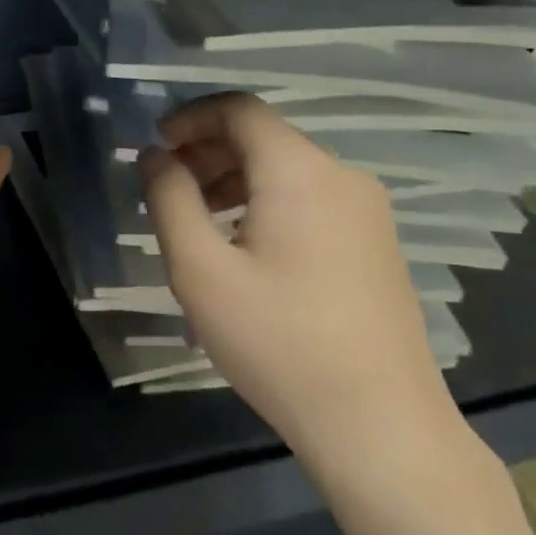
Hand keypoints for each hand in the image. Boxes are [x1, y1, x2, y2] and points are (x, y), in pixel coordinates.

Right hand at [140, 94, 459, 467]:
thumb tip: (155, 156)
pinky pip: (312, 201)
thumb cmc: (278, 341)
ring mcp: (367, 211)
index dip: (191, 117)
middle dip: (208, 151)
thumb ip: (170, 200)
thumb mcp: (201, 270)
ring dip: (235, 179)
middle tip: (167, 186)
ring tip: (198, 221)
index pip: (239, 109)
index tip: (156, 146)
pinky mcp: (377, 244)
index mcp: (299, 171)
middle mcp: (341, 176)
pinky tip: (245, 248)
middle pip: (265, 138)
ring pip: (289, 171)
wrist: (380, 424)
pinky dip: (268, 203)